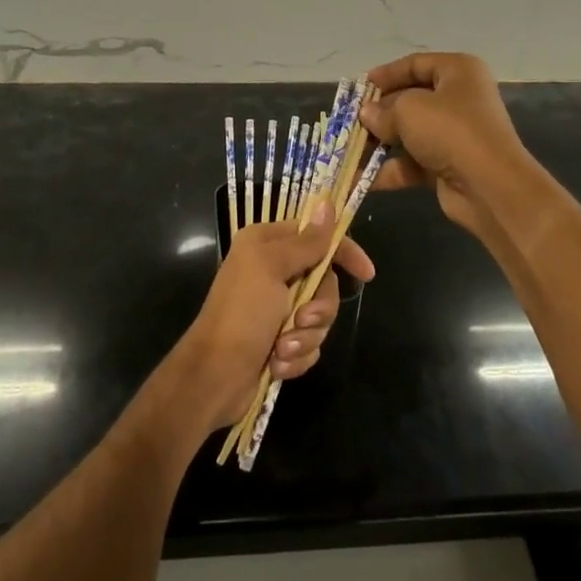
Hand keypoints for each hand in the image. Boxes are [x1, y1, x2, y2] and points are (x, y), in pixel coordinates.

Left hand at [169, 203, 376, 430]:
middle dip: (319, 307)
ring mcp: (278, 309)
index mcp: (267, 245)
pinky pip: (310, 344)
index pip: (317, 237)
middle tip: (302, 320)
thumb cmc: (241, 313)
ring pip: (320, 317)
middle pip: (324, 282)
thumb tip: (328, 204)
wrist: (215, 376)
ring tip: (282, 349)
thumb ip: (306, 241)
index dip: (343, 252)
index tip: (365, 273)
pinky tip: (277, 364)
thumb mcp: (272, 268)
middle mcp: (273, 271)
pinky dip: (297, 356)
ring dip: (305, 337)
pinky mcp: (281, 341)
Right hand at [359, 52, 533, 243]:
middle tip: (350, 121)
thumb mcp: (409, 110)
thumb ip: (383, 110)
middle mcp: (460, 98)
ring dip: (379, 143)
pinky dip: (388, 169)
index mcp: (458, 71)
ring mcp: (455, 134)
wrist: (490, 186)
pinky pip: (412, 162)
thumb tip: (367, 114)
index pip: (416, 64)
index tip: (360, 88)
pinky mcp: (449, 165)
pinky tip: (359, 179)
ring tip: (347, 150)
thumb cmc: (450, 131)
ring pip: (409, 133)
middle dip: (379, 112)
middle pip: (410, 100)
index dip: (386, 74)